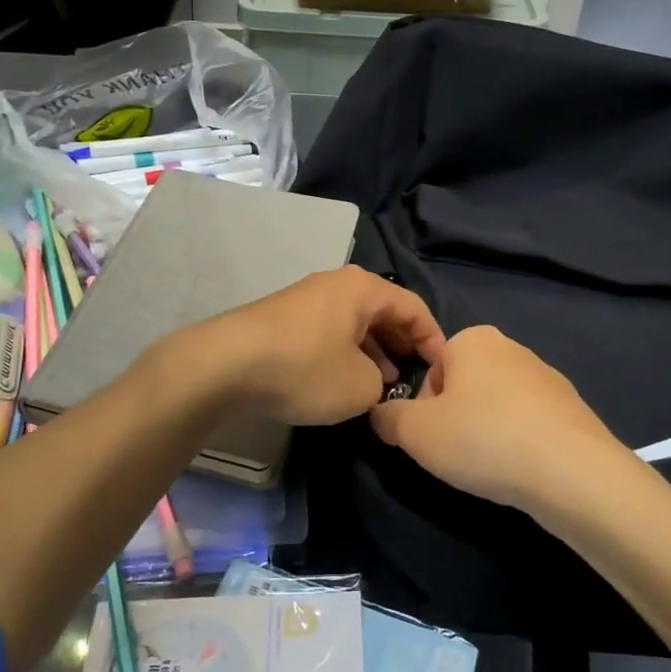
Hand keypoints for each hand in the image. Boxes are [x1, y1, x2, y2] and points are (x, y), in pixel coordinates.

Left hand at [187, 266, 447, 425]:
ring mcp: (307, 298)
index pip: (414, 307)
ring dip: (373, 352)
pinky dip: (345, 353)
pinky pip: (329, 331)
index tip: (444, 370)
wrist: (226, 364)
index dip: (434, 339)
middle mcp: (336, 284)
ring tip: (382, 385)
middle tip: (413, 378)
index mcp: (363, 289)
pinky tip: (342, 380)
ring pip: (355, 323)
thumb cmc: (305, 368)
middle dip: (402, 346)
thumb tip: (374, 381)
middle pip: (383, 312)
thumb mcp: (360, 387)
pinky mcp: (284, 317)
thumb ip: (382, 385)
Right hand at [369, 325, 626, 510]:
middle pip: (463, 386)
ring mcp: (547, 377)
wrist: (573, 473)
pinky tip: (522, 469)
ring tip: (492, 467)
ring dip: (487, 432)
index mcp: (472, 339)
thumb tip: (382, 415)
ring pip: (496, 406)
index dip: (423, 409)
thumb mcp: (415, 432)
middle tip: (458, 455)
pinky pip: (528, 423)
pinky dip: (519, 443)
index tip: (433, 438)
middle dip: (456, 419)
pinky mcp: (572, 409)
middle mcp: (511, 347)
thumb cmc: (483, 440)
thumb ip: (387, 418)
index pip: (430, 371)